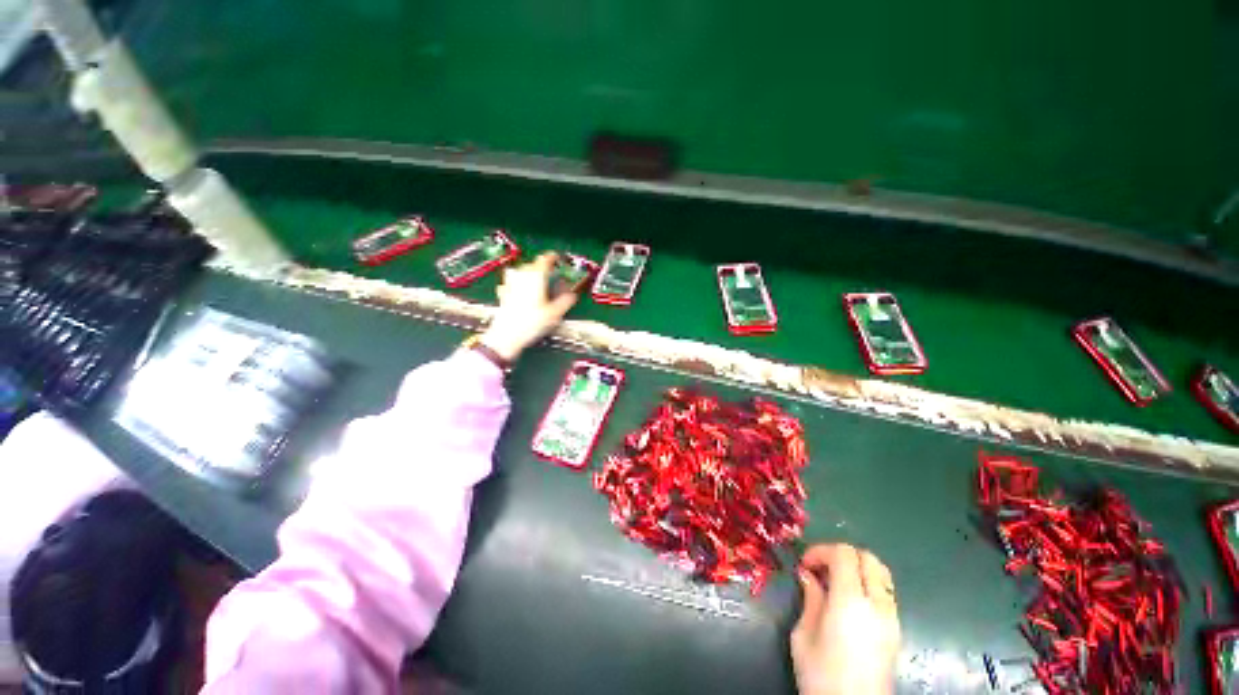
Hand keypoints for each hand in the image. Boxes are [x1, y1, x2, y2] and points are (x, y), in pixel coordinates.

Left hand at [479, 252, 578, 361]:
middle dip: (542, 268)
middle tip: (551, 276)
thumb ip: (565, 301)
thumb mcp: (554, 314)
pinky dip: (519, 284)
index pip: (545, 259)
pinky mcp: (503, 292)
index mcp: (536, 276)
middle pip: (533, 265)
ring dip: (530, 274)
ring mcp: (510, 283)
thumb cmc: (531, 323)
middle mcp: (521, 276)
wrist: (506, 336)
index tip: (558, 259)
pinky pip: (513, 282)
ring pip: (521, 272)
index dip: (553, 258)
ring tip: (537, 283)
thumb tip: (573, 295)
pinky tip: (522, 292)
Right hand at [791, 544, 900, 694]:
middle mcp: (877, 605)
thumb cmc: (821, 675)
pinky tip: (848, 603)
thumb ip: (810, 600)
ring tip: (834, 585)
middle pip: (867, 557)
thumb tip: (809, 576)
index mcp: (851, 601)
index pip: (844, 553)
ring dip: (856, 568)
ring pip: (880, 573)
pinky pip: (885, 593)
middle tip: (820, 570)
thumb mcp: (803, 635)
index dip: (821, 551)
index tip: (805, 565)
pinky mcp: (897, 631)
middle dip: (840, 555)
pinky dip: (867, 585)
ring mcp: (892, 618)